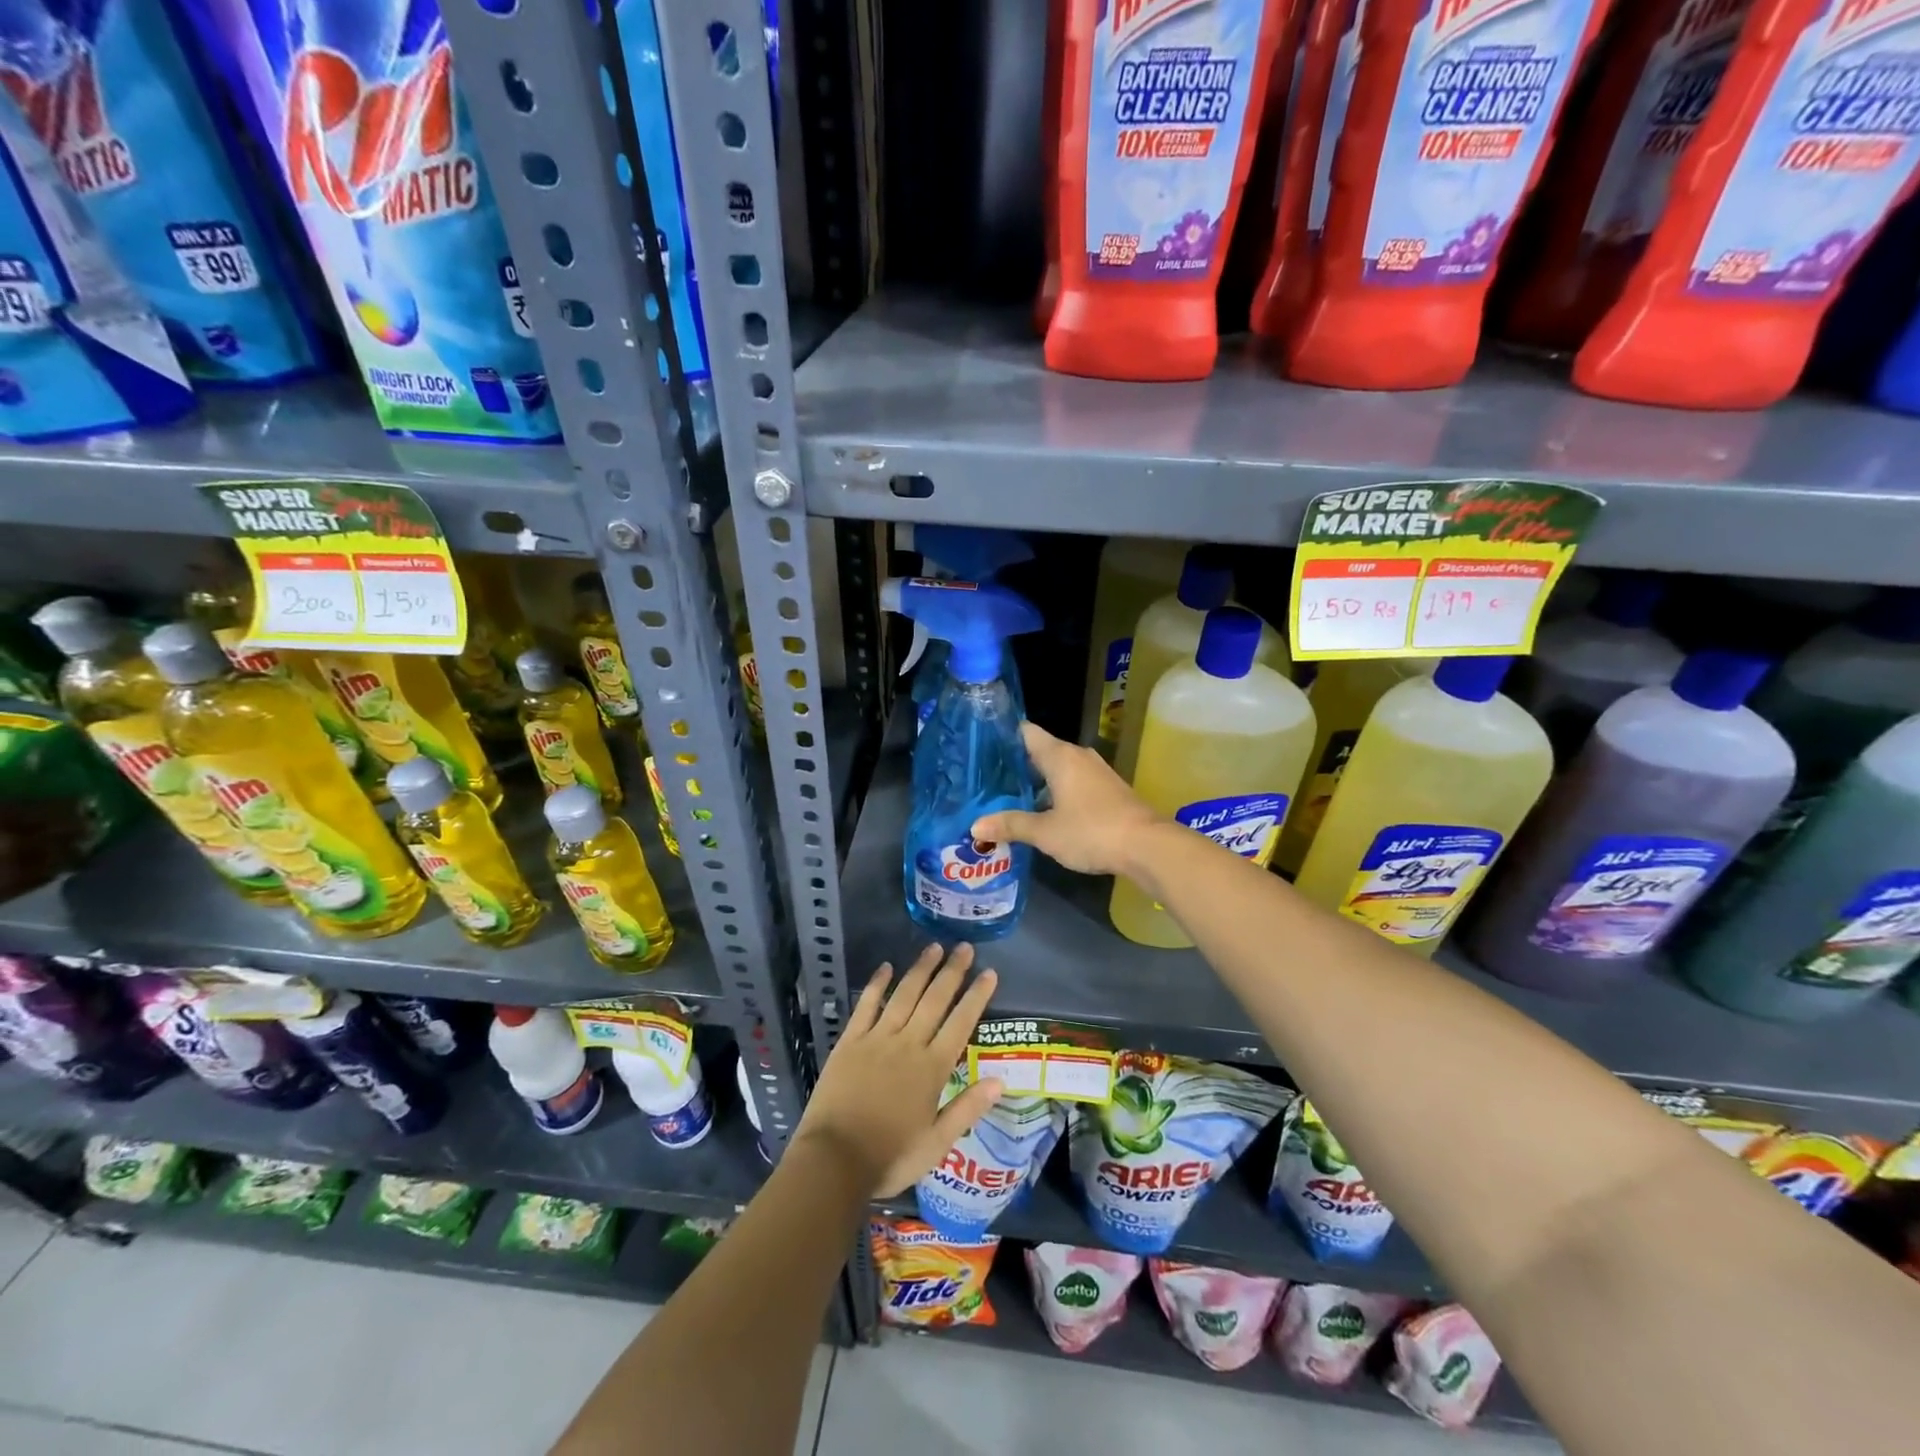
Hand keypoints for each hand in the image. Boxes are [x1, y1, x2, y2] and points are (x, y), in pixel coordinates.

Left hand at [793, 943, 1002, 1197]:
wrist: (834, 1160)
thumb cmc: (889, 1157)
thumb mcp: (937, 1144)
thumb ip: (967, 1109)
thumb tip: (1000, 1081)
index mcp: (932, 1069)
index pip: (961, 1023)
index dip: (977, 996)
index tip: (989, 972)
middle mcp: (908, 1044)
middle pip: (935, 1000)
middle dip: (952, 972)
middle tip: (965, 947)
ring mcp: (877, 1039)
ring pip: (904, 995)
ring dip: (921, 969)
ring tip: (934, 947)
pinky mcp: (850, 1041)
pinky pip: (866, 1005)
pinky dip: (877, 984)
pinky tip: (886, 967)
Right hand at [972, 721, 1159, 876]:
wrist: (1147, 846)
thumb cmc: (1091, 831)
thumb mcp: (1045, 832)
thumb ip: (1011, 825)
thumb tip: (975, 826)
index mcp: (1060, 756)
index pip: (1026, 732)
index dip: (1003, 736)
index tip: (981, 746)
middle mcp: (1078, 756)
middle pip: (1040, 751)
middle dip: (1016, 765)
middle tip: (986, 779)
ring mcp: (1096, 772)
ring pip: (1058, 769)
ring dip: (1037, 782)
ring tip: (1008, 797)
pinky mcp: (1107, 790)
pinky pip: (1073, 783)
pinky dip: (1055, 792)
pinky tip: (1042, 811)